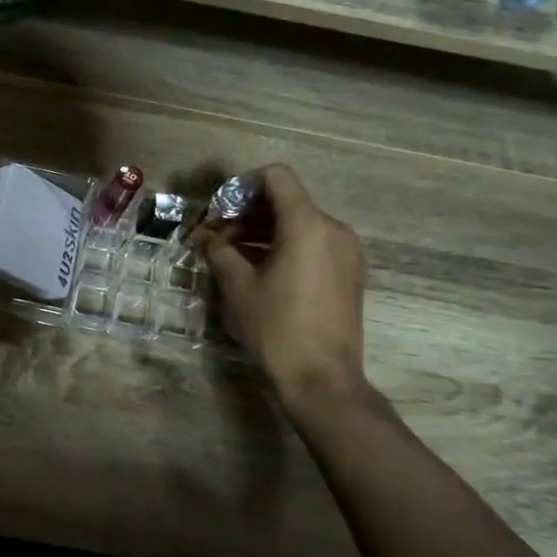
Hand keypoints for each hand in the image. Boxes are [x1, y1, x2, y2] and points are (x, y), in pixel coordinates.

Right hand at [193, 165, 366, 396]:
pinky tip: (259, 272)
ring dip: (263, 233)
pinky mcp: (349, 273)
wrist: (322, 378)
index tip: (219, 212)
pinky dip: (284, 248)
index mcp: (307, 224)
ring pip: (299, 224)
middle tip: (216, 238)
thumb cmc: (276, 327)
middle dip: (247, 214)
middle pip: (286, 201)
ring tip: (232, 258)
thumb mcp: (237, 286)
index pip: (276, 177)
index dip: (242, 186)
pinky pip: (313, 244)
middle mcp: (333, 229)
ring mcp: (346, 252)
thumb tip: (207, 238)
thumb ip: (219, 251)